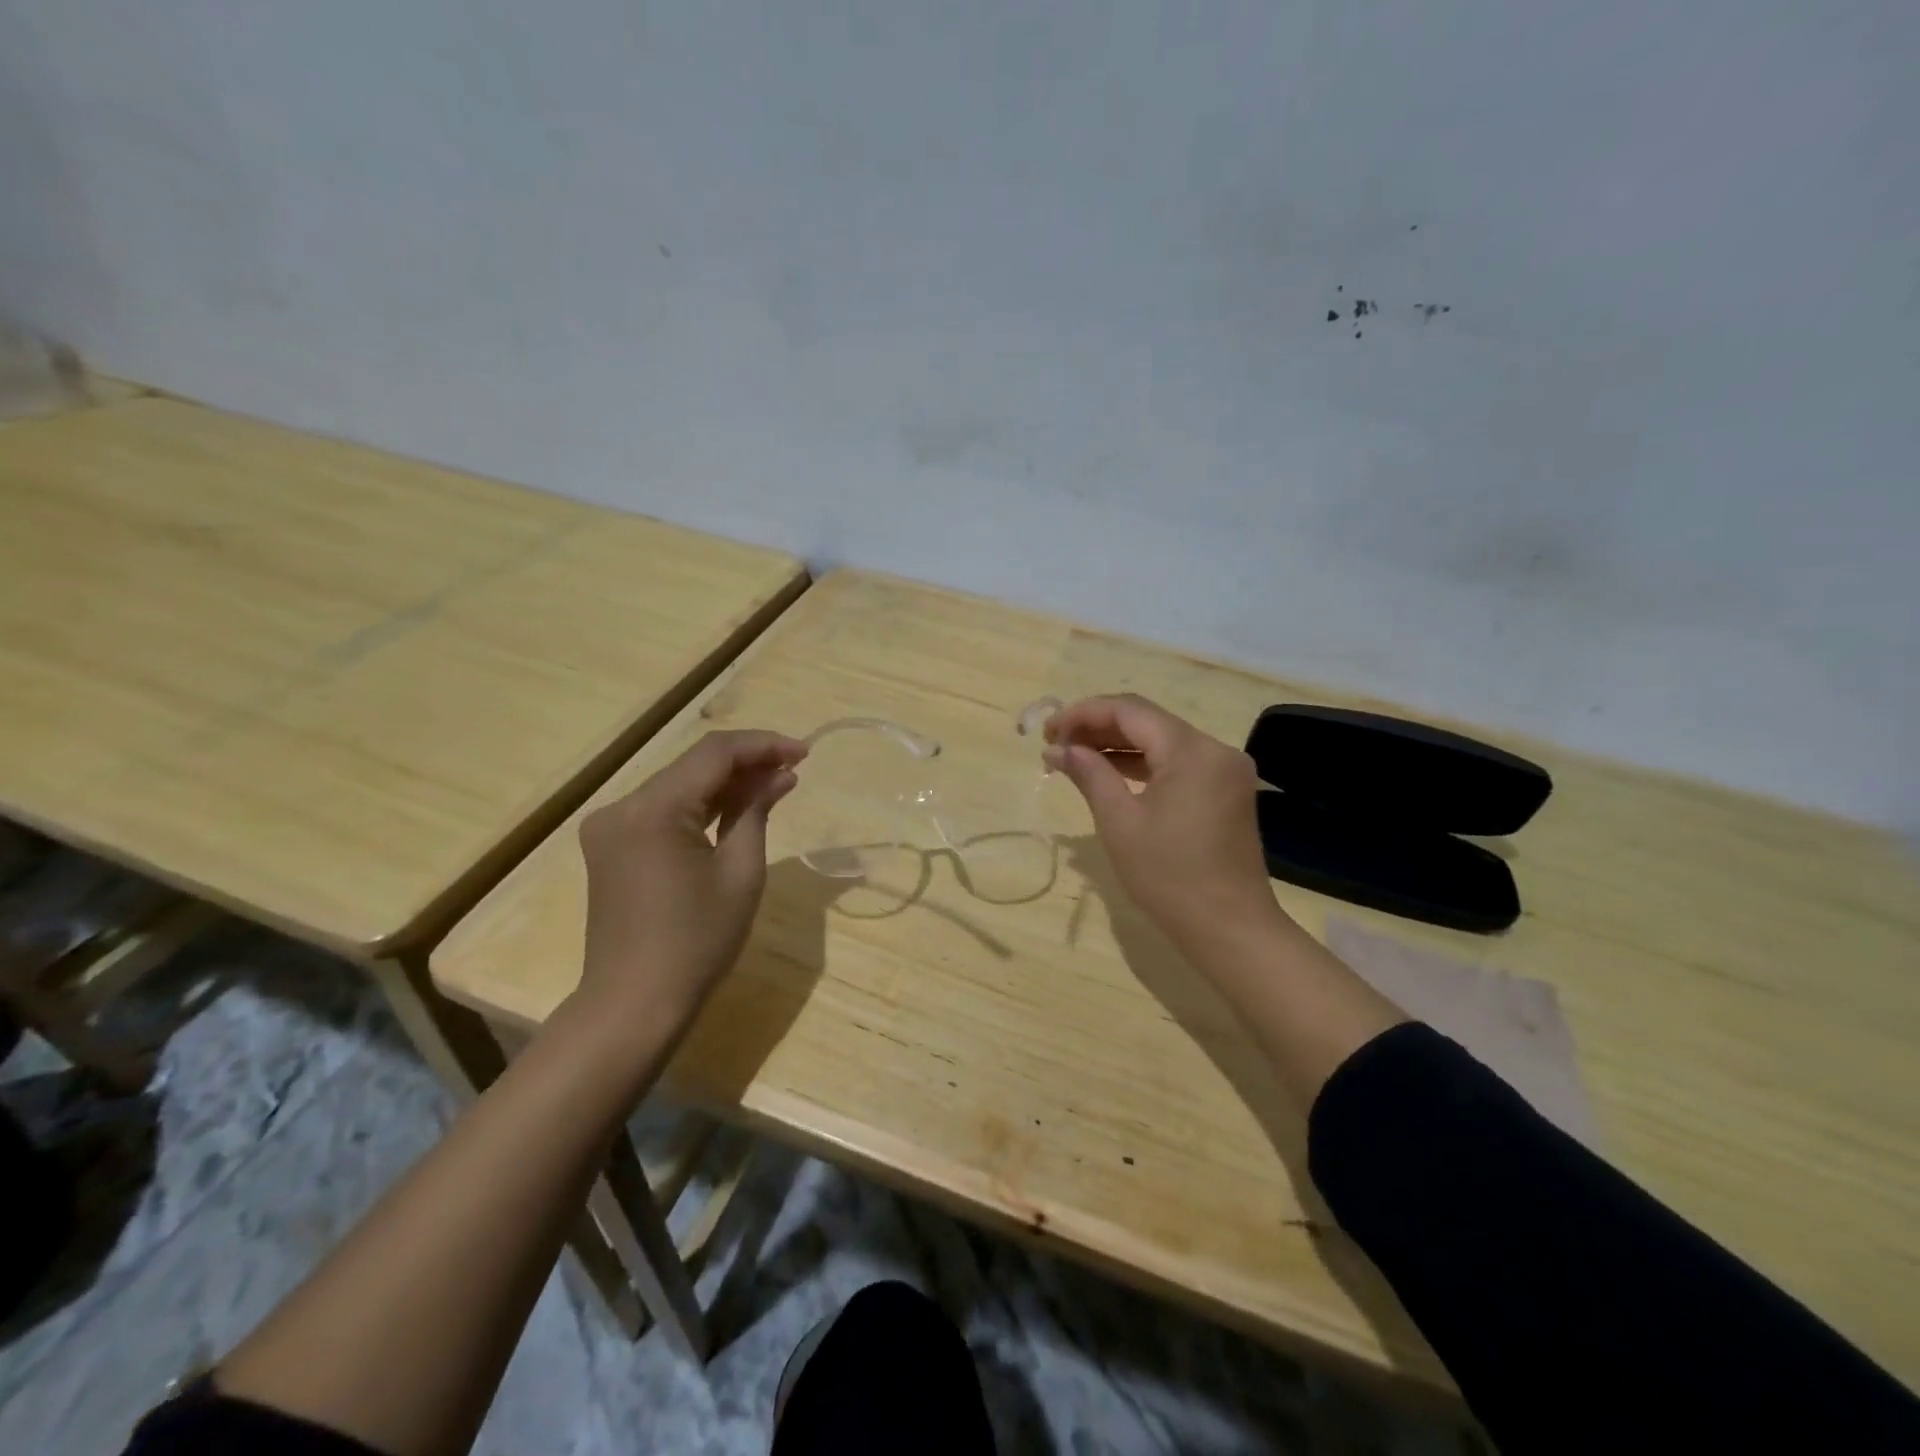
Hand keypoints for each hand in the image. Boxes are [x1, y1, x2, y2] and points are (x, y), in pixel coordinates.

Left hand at [577, 730, 806, 1024]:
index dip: (764, 745)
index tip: (805, 752)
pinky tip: (735, 808)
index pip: (714, 754)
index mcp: (652, 809)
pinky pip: (663, 810)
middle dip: (747, 762)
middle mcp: (622, 806)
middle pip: (693, 765)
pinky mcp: (611, 846)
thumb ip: (756, 811)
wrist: (634, 1004)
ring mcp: (610, 826)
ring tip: (775, 784)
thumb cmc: (697, 942)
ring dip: (725, 783)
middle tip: (794, 768)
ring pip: (679, 785)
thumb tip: (780, 775)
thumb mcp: (740, 872)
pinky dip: (701, 806)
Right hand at [1044, 694, 1283, 955]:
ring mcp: (1224, 770)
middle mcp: (1214, 749)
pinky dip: (1143, 765)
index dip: (1084, 713)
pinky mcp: (1225, 791)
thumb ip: (1089, 774)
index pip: (1130, 710)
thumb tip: (1058, 748)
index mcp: (1191, 750)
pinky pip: (1177, 763)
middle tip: (1056, 744)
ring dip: (1118, 746)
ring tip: (1074, 758)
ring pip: (1162, 741)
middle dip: (1098, 728)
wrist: (1229, 928)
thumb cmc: (1169, 876)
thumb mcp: (1119, 822)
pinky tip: (1110, 774)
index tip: (1049, 729)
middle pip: (1148, 721)